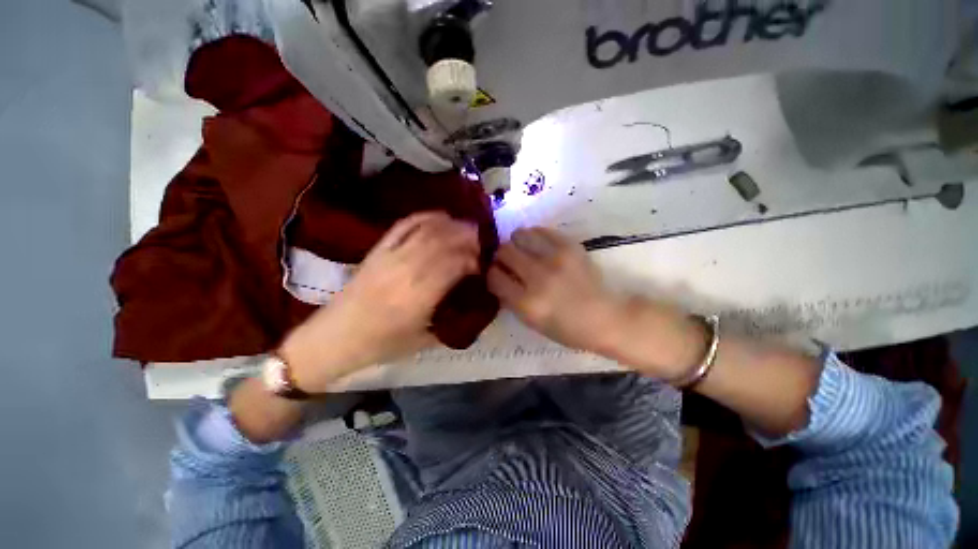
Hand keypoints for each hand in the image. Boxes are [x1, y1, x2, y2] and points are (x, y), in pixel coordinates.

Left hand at [280, 212, 479, 391]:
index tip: (481, 266)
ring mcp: (390, 256)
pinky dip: (425, 217)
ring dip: (452, 226)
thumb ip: (451, 322)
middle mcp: (405, 270)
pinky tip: (441, 217)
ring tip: (468, 228)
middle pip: (443, 242)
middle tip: (482, 242)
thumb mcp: (423, 342)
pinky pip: (404, 225)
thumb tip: (473, 306)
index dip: (472, 260)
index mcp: (418, 297)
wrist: (334, 338)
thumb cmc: (380, 345)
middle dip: (467, 238)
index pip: (454, 265)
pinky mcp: (378, 249)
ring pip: (427, 231)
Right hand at [487, 227, 622, 353]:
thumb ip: (509, 298)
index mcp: (527, 303)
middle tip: (508, 261)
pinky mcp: (570, 247)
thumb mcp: (530, 321)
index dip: (492, 274)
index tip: (497, 274)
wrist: (603, 318)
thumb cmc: (565, 327)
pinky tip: (538, 245)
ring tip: (523, 250)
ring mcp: (556, 259)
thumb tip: (497, 274)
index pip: (494, 277)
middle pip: (504, 252)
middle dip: (501, 256)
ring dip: (516, 243)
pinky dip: (534, 236)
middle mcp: (538, 278)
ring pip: (519, 235)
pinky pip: (541, 230)